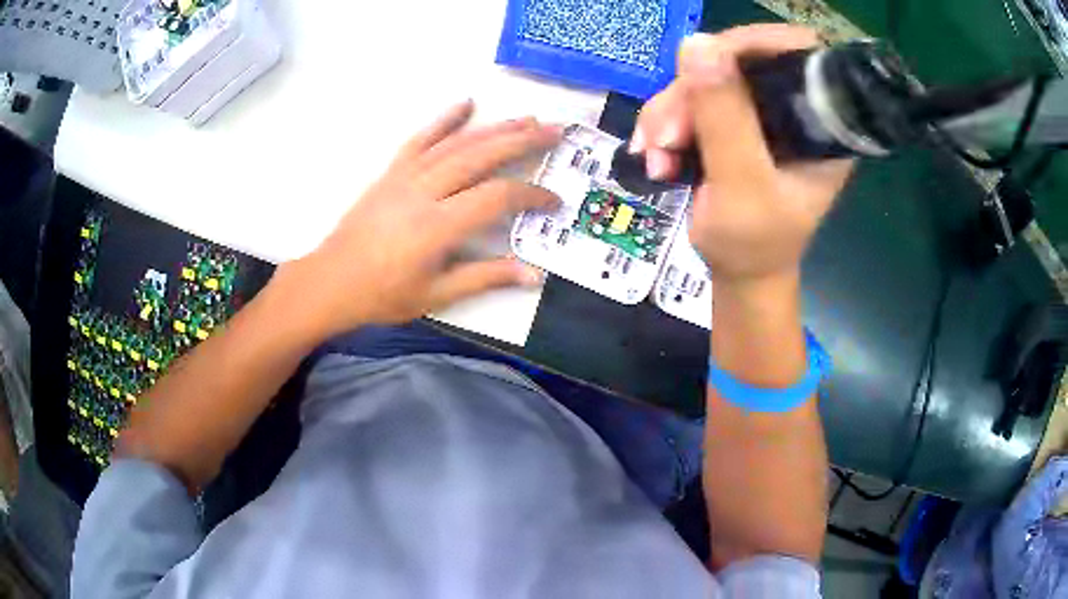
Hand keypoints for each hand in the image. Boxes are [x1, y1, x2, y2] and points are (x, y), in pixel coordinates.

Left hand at [280, 101, 560, 335]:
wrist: (331, 280)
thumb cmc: (382, 294)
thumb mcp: (436, 295)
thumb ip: (485, 278)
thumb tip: (533, 275)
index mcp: (437, 227)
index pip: (496, 198)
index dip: (531, 195)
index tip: (553, 200)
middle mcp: (424, 192)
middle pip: (480, 156)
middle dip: (521, 141)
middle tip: (555, 130)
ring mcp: (405, 176)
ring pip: (456, 144)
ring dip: (494, 128)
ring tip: (526, 118)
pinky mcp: (391, 171)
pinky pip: (420, 139)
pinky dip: (444, 120)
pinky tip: (465, 103)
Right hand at [631, 25, 853, 287]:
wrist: (738, 272)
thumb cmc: (754, 243)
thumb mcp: (743, 187)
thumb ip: (725, 119)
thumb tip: (697, 43)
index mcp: (819, 122)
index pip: (795, 52)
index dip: (754, 44)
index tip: (707, 62)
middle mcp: (792, 108)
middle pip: (738, 62)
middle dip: (692, 92)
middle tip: (665, 136)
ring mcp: (759, 113)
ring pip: (704, 79)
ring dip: (668, 113)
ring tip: (655, 156)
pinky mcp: (731, 121)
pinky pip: (689, 99)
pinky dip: (664, 123)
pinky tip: (655, 154)